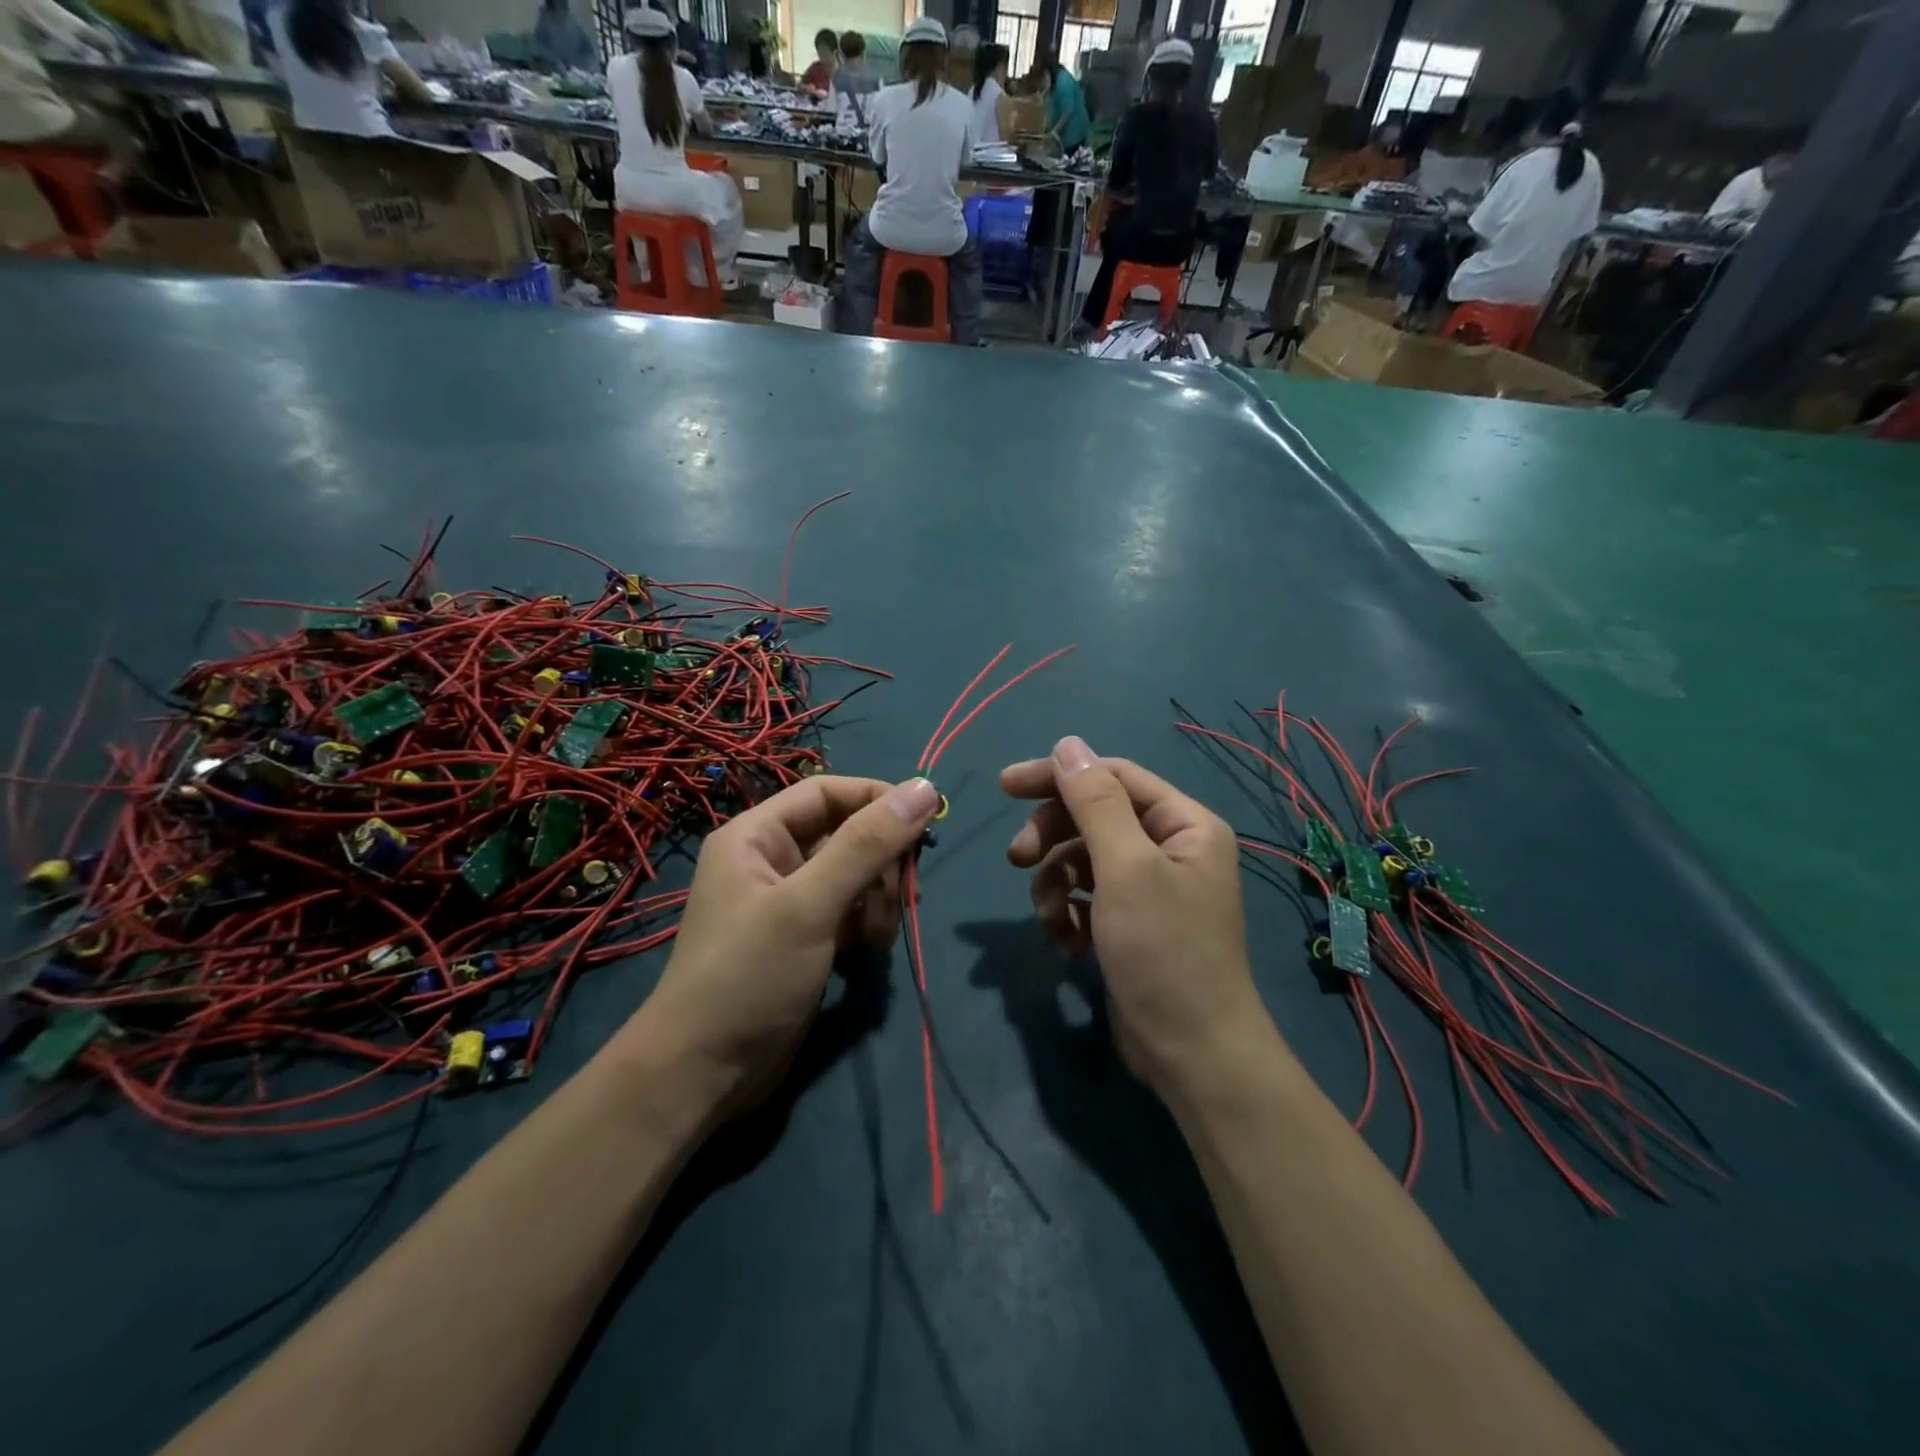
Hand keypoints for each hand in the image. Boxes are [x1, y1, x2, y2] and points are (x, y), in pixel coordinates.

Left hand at [630, 775, 941, 1127]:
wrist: (704, 1075)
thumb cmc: (749, 975)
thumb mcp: (810, 904)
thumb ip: (867, 844)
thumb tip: (924, 788)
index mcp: (757, 836)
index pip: (828, 793)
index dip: (877, 800)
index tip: (924, 823)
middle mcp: (771, 860)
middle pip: (846, 834)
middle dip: (882, 861)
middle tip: (908, 893)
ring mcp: (788, 902)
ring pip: (854, 874)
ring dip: (879, 896)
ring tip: (882, 933)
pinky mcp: (804, 938)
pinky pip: (849, 910)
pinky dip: (868, 922)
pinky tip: (872, 949)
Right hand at [1002, 737, 1266, 1096]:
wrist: (1191, 1055)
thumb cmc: (1164, 952)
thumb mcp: (1126, 869)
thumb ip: (1095, 803)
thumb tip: (1067, 744)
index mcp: (1184, 823)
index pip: (1112, 777)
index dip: (1058, 776)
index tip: (1005, 785)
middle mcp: (1170, 847)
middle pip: (1093, 817)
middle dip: (1052, 837)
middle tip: (1016, 860)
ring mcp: (1149, 887)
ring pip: (1082, 859)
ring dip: (1055, 884)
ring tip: (1050, 919)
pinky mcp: (1130, 922)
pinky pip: (1086, 896)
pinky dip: (1068, 914)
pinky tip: (1066, 944)